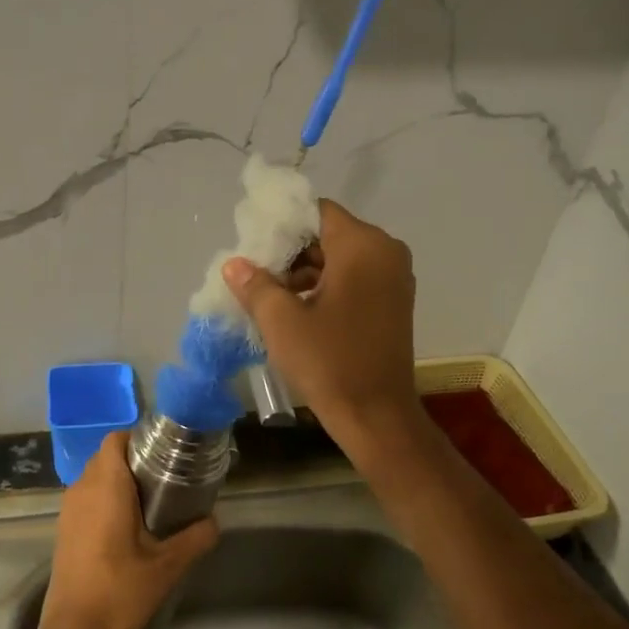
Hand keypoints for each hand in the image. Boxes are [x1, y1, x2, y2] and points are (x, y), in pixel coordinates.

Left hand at [38, 433, 219, 628]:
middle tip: (166, 477)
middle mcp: (82, 490)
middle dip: (134, 460)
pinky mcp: (64, 530)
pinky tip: (129, 527)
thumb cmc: (120, 593)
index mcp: (106, 487)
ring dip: (119, 481)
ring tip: (152, 501)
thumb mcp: (167, 566)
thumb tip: (213, 521)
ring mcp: (68, 511)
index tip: (165, 452)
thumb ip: (195, 537)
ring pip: (95, 478)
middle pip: (106, 457)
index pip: (115, 440)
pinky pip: (86, 498)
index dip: (138, 438)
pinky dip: (106, 500)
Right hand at [225, 200, 422, 451]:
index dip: (281, 224)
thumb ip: (255, 284)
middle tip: (255, 273)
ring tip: (269, 296)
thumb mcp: (281, 321)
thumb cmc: (329, 362)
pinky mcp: (392, 303)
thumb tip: (234, 264)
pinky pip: (353, 279)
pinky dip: (324, 287)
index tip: (252, 245)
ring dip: (304, 271)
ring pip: (339, 258)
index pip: (316, 211)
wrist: (376, 416)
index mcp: (363, 246)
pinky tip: (294, 310)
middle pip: (328, 234)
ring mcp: (393, 279)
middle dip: (289, 251)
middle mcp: (385, 252)